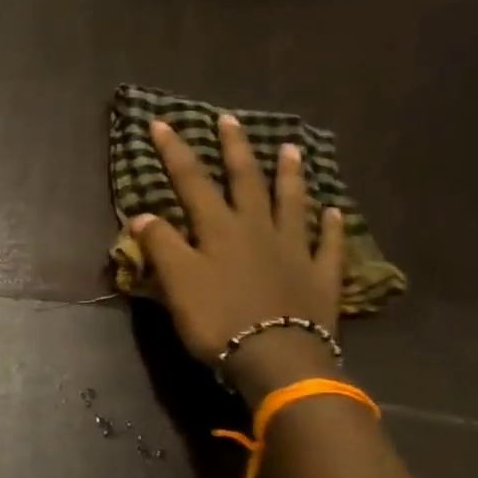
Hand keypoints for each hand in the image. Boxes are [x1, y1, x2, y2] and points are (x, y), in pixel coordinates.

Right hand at [131, 114, 344, 401]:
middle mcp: (258, 229)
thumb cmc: (217, 318)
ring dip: (290, 175)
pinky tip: (333, 211)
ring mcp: (294, 250)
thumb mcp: (176, 282)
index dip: (175, 152)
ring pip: (292, 203)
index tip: (162, 122)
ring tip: (292, 149)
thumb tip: (143, 215)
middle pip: (246, 181)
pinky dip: (330, 226)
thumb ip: (161, 245)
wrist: (275, 357)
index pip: (192, 181)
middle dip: (235, 149)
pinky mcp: (320, 276)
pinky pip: (327, 244)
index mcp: (219, 229)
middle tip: (230, 119)